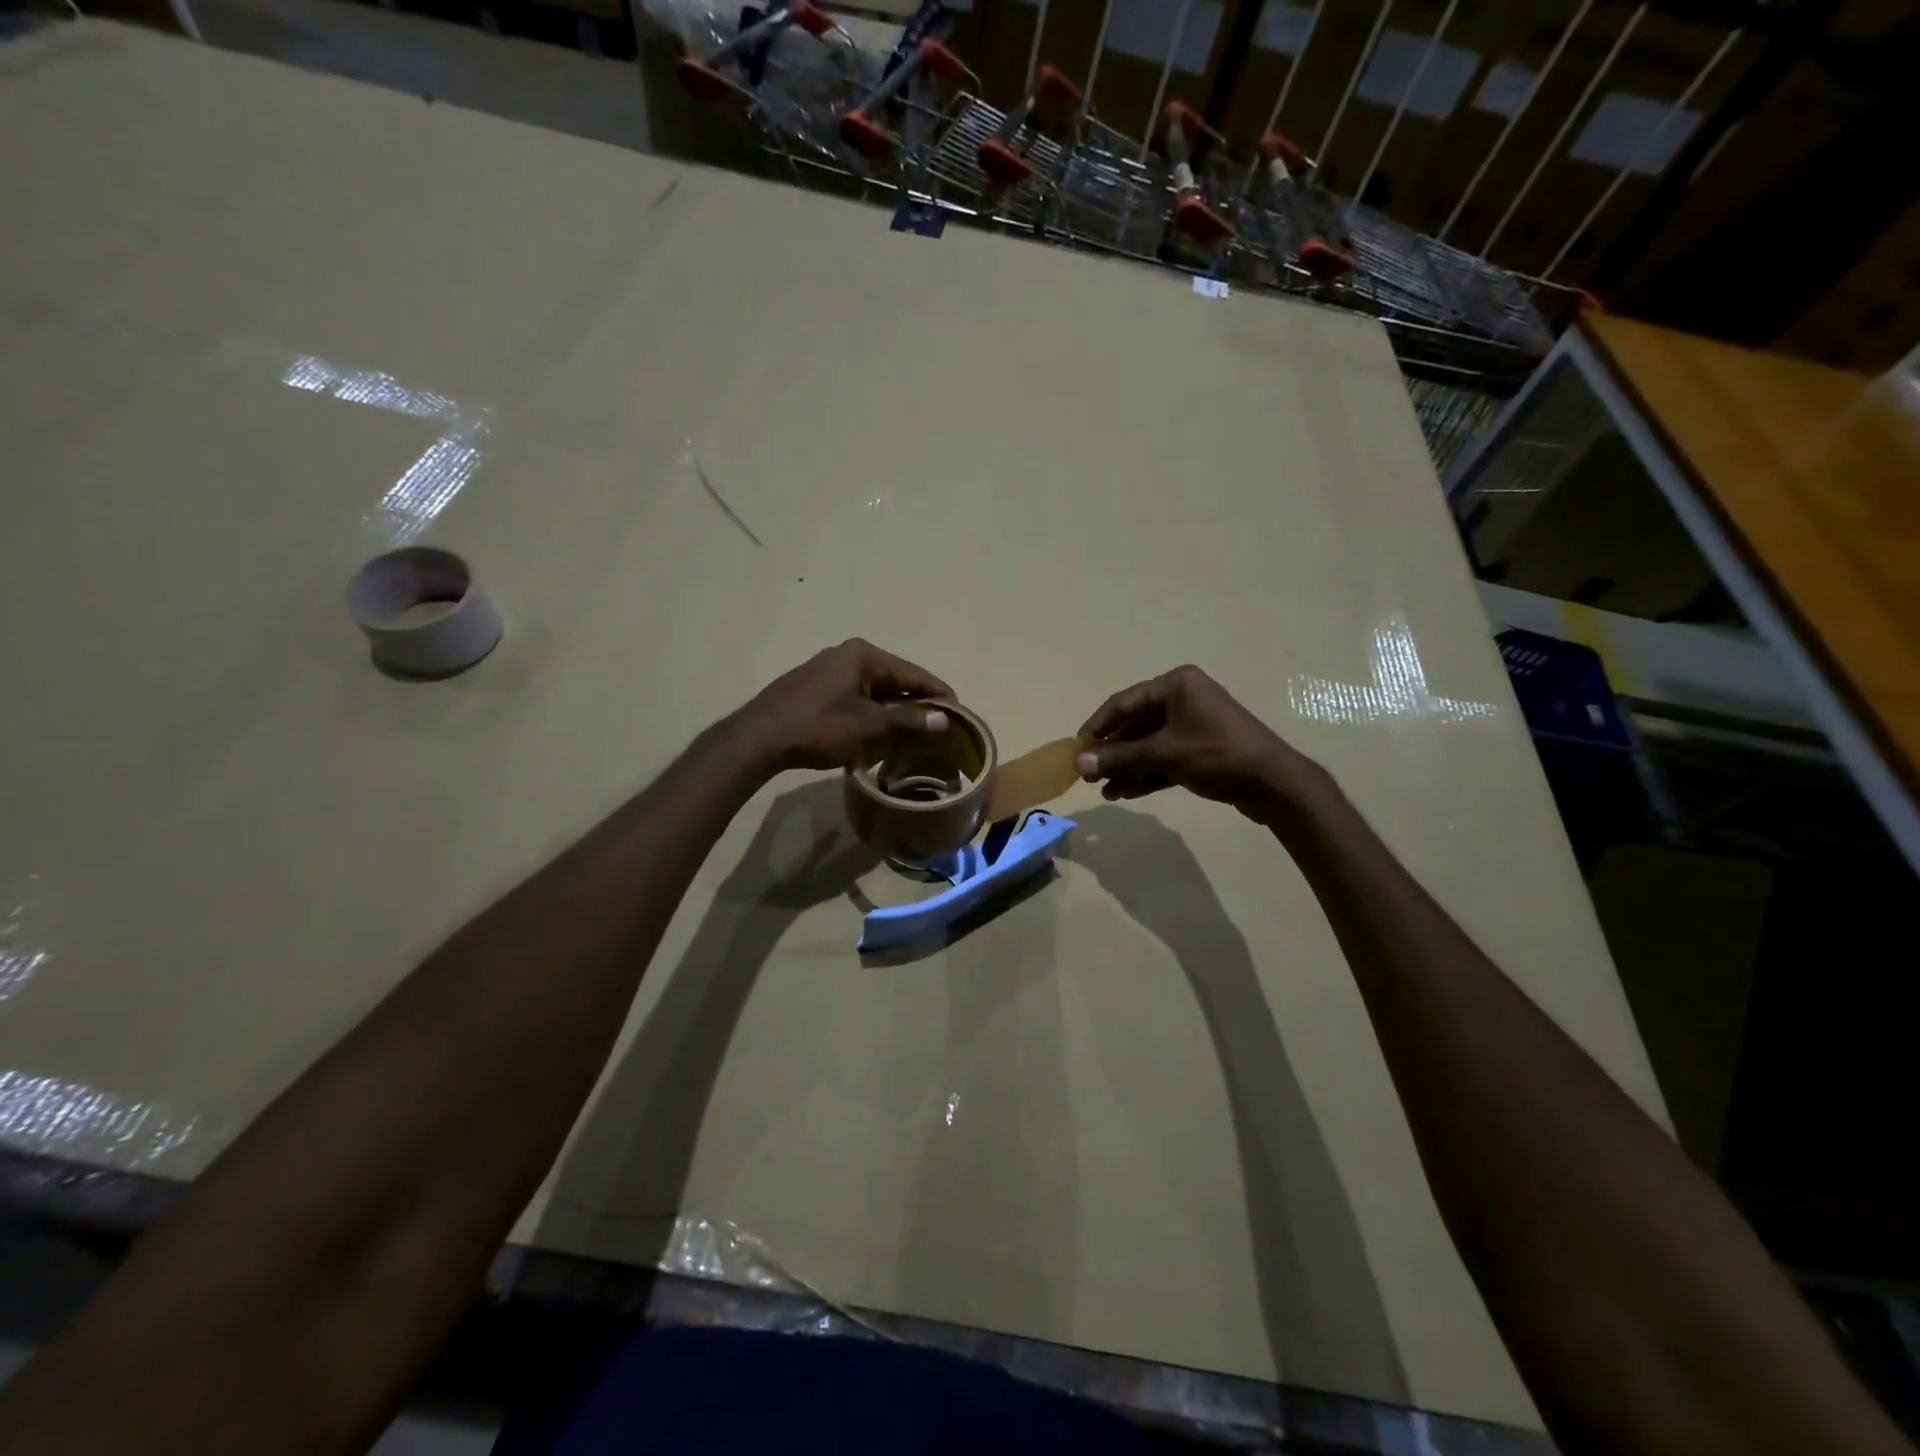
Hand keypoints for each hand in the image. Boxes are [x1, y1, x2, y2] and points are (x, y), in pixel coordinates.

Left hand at [736, 639, 951, 773]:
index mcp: (863, 655)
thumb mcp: (868, 726)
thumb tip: (944, 718)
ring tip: (915, 734)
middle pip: (895, 679)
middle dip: (916, 703)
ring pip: (875, 690)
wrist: (759, 738)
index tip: (959, 714)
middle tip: (939, 728)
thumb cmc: (818, 727)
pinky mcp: (816, 687)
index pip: (913, 673)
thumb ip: (908, 720)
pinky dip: (872, 713)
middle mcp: (848, 654)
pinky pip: (856, 697)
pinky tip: (880, 732)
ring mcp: (829, 669)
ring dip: (894, 711)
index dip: (938, 694)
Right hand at [1074, 666, 1324, 824]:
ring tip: (1105, 792)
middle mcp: (1183, 699)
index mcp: (1176, 685)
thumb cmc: (1217, 755)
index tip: (1076, 750)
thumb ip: (1119, 758)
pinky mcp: (1201, 750)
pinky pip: (1164, 759)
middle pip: (1135, 725)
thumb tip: (1078, 763)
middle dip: (1112, 753)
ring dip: (1126, 768)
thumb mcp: (1163, 754)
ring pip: (1148, 745)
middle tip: (1088, 775)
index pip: (1123, 703)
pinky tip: (1125, 793)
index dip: (1097, 727)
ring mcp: (1193, 725)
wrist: (1274, 783)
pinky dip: (1146, 774)